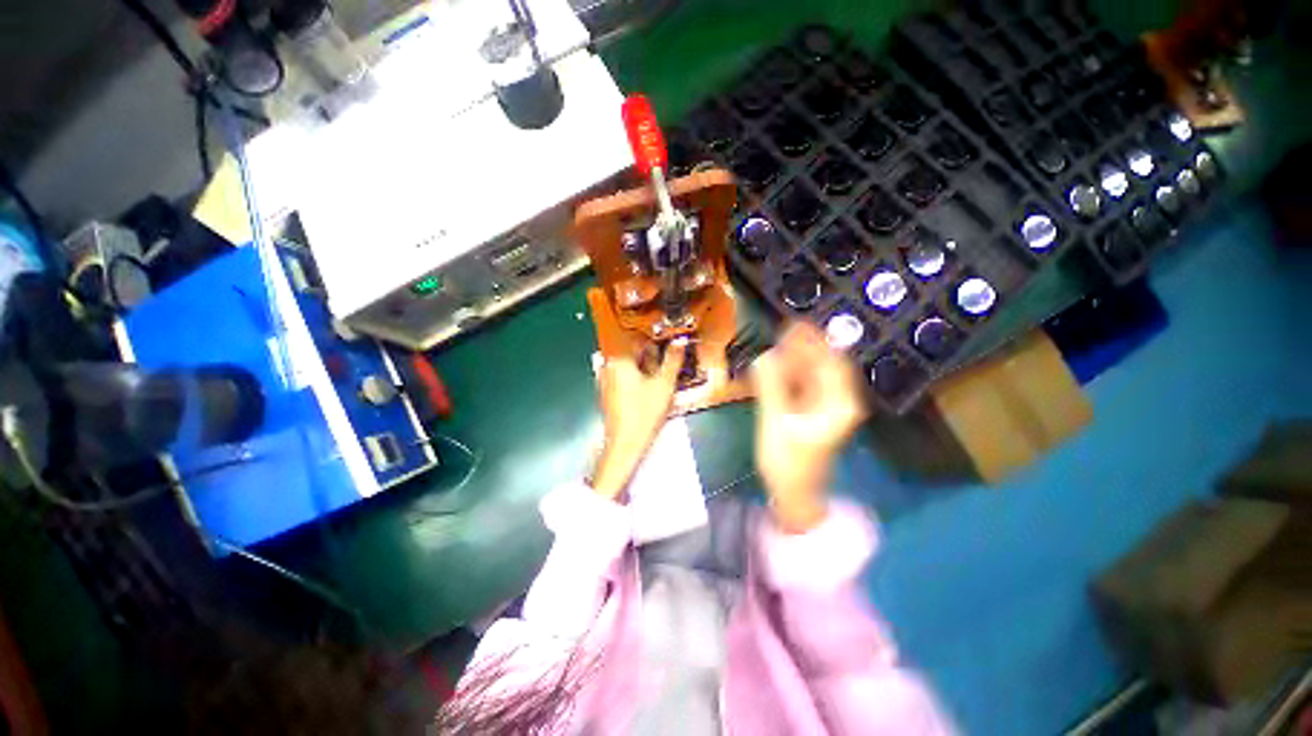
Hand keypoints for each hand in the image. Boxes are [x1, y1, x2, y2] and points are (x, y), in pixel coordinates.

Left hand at [592, 340, 686, 499]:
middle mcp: (608, 366)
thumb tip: (680, 341)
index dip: (658, 343)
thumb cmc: (644, 413)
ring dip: (644, 369)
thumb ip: (673, 359)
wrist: (626, 443)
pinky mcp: (606, 393)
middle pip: (633, 353)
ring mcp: (605, 380)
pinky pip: (623, 378)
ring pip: (629, 366)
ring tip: (658, 382)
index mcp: (619, 359)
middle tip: (666, 369)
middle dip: (651, 358)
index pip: (639, 340)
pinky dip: (635, 380)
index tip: (670, 349)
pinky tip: (647, 392)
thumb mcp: (664, 384)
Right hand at [751, 322, 867, 532]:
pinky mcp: (811, 412)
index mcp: (839, 403)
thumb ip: (771, 389)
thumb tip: (763, 357)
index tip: (796, 323)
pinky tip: (775, 365)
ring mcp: (824, 407)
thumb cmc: (789, 463)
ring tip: (776, 343)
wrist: (794, 494)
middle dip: (804, 346)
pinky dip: (791, 374)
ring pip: (813, 374)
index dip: (815, 340)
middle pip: (823, 364)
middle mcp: (836, 401)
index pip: (831, 362)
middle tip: (782, 328)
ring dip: (796, 358)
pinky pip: (803, 385)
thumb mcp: (777, 424)